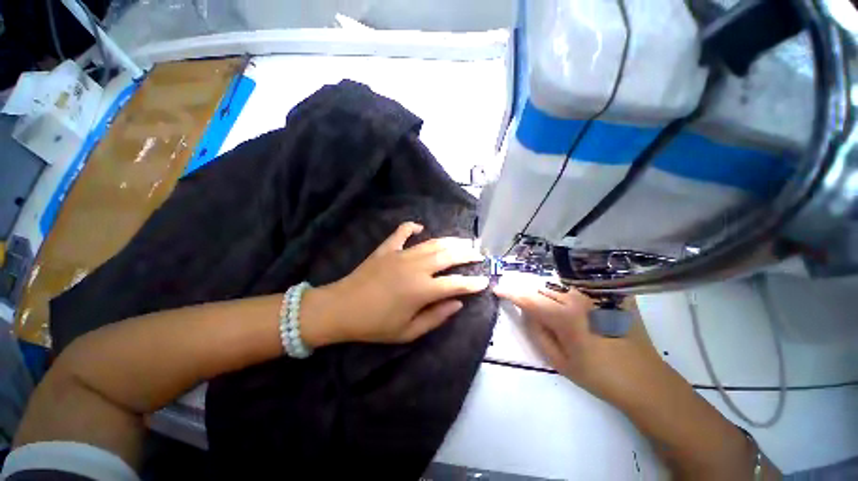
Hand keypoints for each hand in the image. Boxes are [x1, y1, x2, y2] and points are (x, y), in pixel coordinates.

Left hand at [302, 222, 488, 345]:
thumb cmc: (375, 325)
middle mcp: (416, 268)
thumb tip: (457, 303)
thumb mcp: (408, 332)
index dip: (473, 283)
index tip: (485, 280)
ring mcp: (400, 254)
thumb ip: (436, 317)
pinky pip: (402, 232)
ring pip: (432, 243)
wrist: (340, 309)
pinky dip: (412, 227)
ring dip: (450, 241)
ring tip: (463, 241)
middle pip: (448, 256)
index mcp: (422, 290)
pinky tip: (420, 227)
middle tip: (479, 254)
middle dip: (467, 254)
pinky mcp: (386, 249)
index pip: (456, 284)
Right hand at [493, 281, 665, 404]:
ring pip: (559, 283)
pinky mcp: (612, 294)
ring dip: (544, 287)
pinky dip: (566, 286)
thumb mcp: (559, 361)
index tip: (498, 289)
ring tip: (539, 296)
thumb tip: (526, 310)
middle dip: (526, 288)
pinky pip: (580, 284)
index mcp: (566, 317)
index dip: (511, 292)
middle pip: (543, 286)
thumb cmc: (598, 376)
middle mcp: (580, 298)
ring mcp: (598, 294)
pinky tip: (564, 294)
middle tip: (517, 293)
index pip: (529, 298)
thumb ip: (536, 332)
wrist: (644, 380)